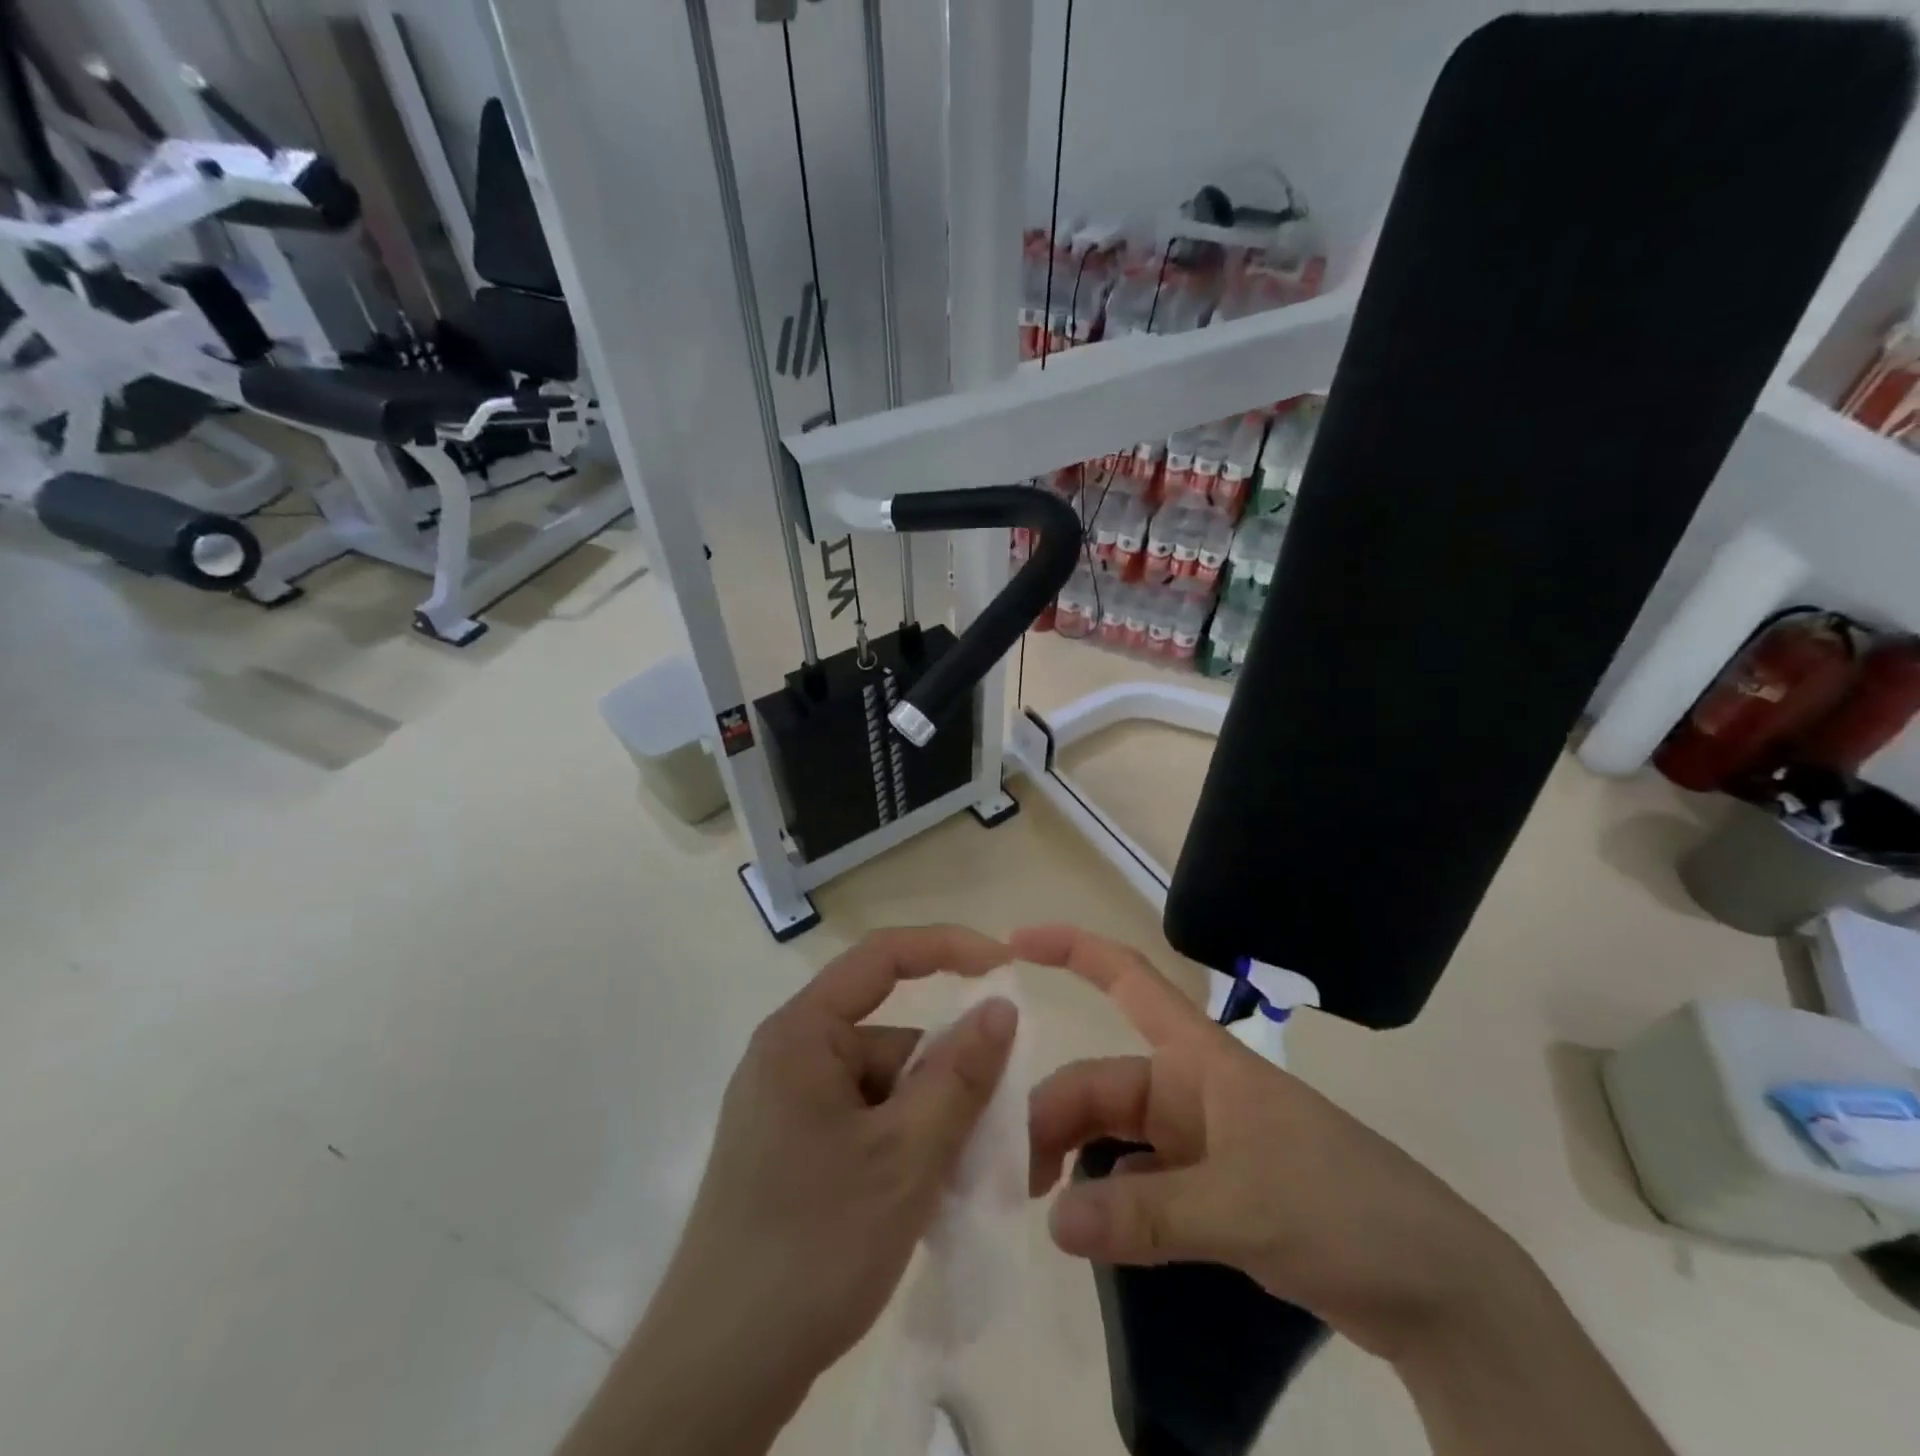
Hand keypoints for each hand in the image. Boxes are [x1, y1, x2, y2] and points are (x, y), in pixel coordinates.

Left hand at [644, 926, 1017, 1408]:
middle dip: (947, 1080)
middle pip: (892, 1040)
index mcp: (803, 1034)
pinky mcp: (791, 1151)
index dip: (948, 948)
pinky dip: (903, 1149)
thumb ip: (960, 1076)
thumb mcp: (906, 1156)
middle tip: (994, 1135)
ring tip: (958, 1187)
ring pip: (886, 1090)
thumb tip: (1001, 1006)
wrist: (717, 1375)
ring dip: (930, 1126)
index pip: (882, 957)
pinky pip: (866, 1124)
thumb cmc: (814, 1244)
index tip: (1005, 966)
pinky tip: (924, 1201)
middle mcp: (791, 1056)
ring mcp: (787, 1107)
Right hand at [1017, 925, 1528, 1362]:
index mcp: (1199, 1057)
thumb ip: (1145, 1214)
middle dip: (1053, 1118)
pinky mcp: (1211, 1190)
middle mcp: (1190, 1089)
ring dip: (1076, 1163)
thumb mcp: (1241, 1206)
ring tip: (1041, 1211)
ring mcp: (1200, 1141)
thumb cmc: (1341, 1207)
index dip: (1071, 950)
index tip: (1012, 944)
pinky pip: (1139, 1182)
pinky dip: (1110, 1203)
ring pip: (1115, 1135)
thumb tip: (1052, 1221)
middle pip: (1102, 1084)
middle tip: (1014, 1180)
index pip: (1126, 979)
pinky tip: (1089, 1233)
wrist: (1437, 1288)